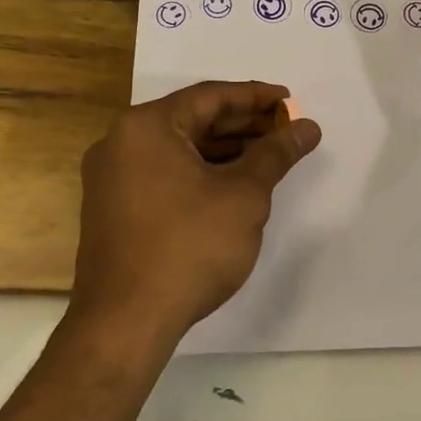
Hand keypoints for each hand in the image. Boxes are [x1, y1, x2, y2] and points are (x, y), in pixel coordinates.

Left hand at [72, 81, 320, 341]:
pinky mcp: (114, 208)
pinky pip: (164, 172)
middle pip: (193, 120)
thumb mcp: (243, 195)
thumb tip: (307, 127)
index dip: (255, 97)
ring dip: (224, 149)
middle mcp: (121, 142)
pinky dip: (201, 171)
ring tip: (269, 154)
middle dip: (243, 124)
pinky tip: (234, 183)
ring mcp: (112, 177)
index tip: (290, 101)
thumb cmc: (189, 247)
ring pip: (179, 148)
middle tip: (286, 128)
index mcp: (146, 127)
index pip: (210, 97)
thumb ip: (276, 154)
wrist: (126, 323)